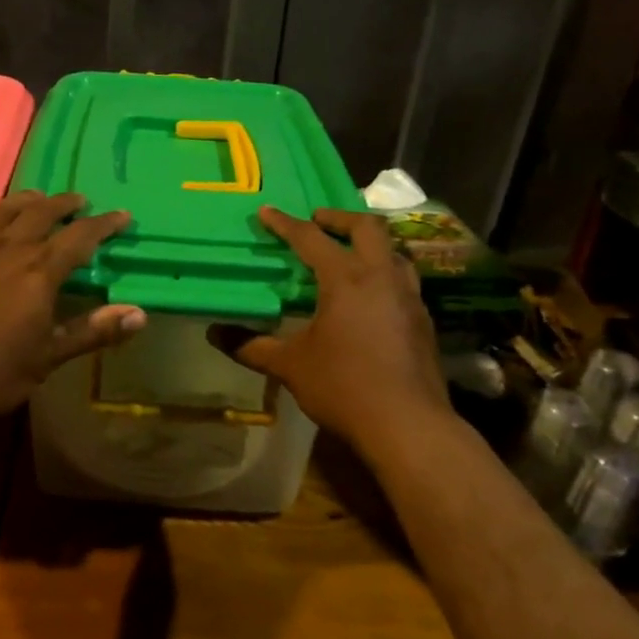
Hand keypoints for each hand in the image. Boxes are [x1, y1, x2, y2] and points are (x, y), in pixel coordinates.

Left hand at [0, 191, 145, 421]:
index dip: (104, 224)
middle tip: (78, 200)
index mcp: (38, 272)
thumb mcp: (48, 358)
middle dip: (63, 205)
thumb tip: (140, 313)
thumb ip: (92, 331)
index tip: (121, 215)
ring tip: (35, 197)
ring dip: (21, 201)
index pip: (80, 238)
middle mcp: (6, 249)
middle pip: (40, 214)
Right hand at [210, 207, 453, 453]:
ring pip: (393, 252)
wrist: (408, 425)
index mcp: (345, 279)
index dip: (285, 223)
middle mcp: (382, 277)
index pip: (310, 238)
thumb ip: (251, 346)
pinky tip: (372, 298)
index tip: (266, 212)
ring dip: (369, 244)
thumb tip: (213, 333)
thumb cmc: (343, 387)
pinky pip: (404, 281)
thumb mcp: (290, 366)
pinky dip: (384, 274)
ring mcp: (409, 298)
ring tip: (349, 255)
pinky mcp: (424, 321)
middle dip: (339, 217)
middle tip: (318, 221)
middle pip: (367, 227)